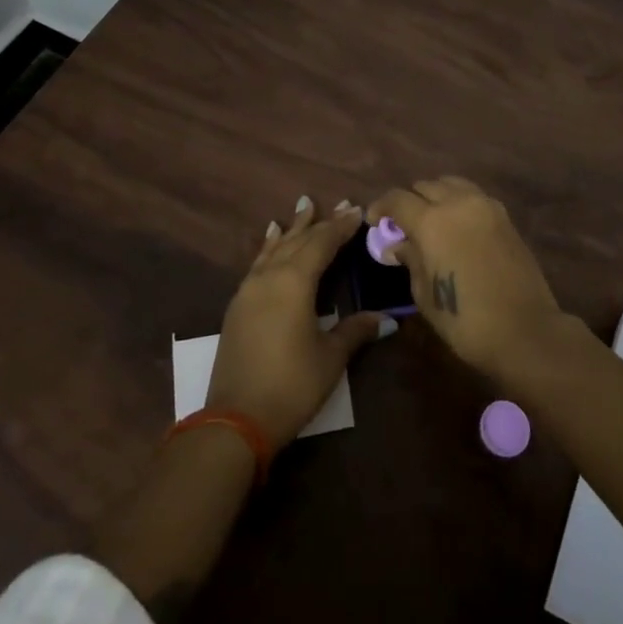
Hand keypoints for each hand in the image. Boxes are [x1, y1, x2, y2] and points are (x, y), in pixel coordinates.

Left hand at [206, 196, 389, 448]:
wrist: (236, 419)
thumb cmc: (291, 385)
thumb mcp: (330, 357)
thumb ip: (355, 330)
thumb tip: (387, 318)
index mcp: (295, 282)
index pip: (322, 243)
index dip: (341, 226)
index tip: (357, 209)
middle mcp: (270, 276)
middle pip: (299, 240)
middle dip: (320, 222)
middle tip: (340, 205)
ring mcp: (249, 289)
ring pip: (275, 247)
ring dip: (293, 228)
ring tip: (304, 206)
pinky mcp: (238, 305)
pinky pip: (258, 262)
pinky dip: (270, 246)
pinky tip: (271, 238)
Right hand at [367, 177, 565, 383]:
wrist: (525, 330)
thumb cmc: (465, 319)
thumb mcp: (424, 294)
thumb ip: (410, 260)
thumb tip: (399, 245)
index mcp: (431, 220)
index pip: (397, 199)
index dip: (381, 207)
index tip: (374, 221)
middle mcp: (457, 203)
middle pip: (425, 186)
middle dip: (409, 201)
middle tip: (403, 225)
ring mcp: (485, 206)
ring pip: (451, 184)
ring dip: (435, 196)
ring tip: (431, 220)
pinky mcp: (504, 216)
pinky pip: (473, 196)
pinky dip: (459, 202)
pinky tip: (456, 226)